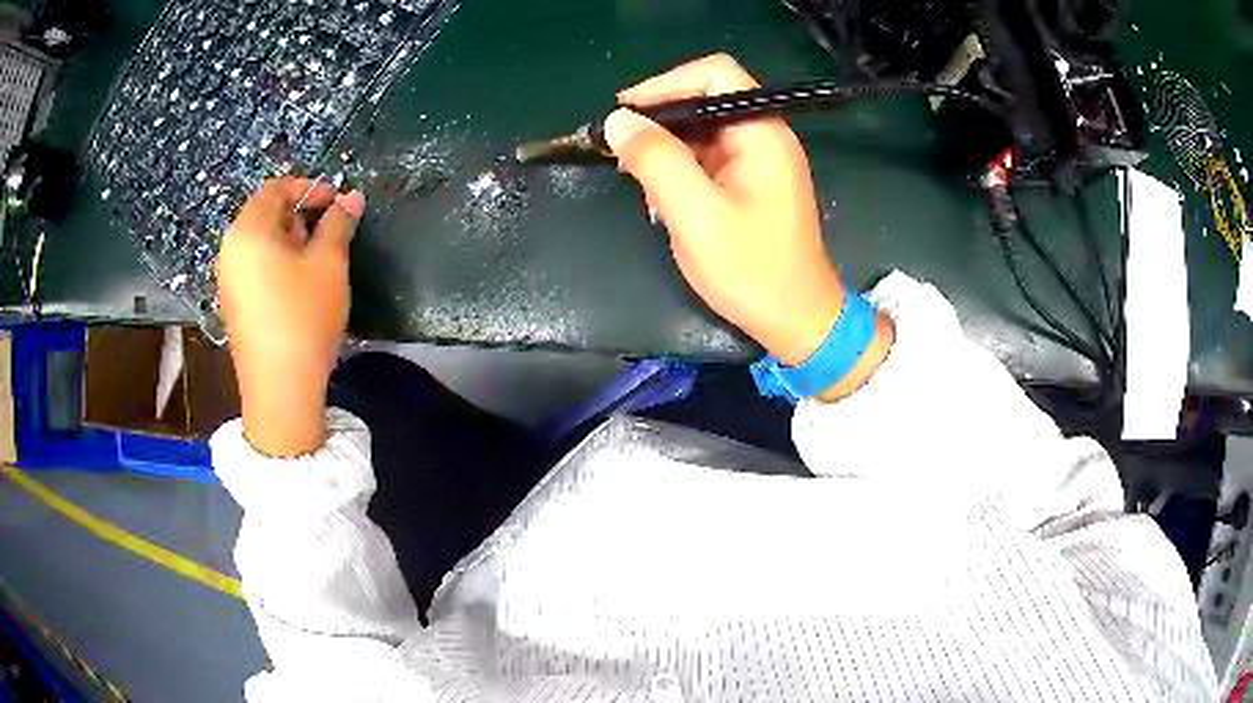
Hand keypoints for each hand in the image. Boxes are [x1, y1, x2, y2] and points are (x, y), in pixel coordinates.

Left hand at [216, 177, 364, 455]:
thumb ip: (339, 223)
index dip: (309, 188)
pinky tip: (297, 286)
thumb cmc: (304, 316)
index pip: (276, 188)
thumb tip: (351, 198)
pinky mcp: (233, 304)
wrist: (280, 389)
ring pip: (260, 242)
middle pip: (264, 214)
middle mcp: (230, 249)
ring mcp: (228, 280)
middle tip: (329, 233)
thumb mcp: (329, 264)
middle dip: (299, 214)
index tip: (337, 203)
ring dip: (289, 240)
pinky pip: (254, 267)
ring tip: (316, 261)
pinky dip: (276, 263)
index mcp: (249, 230)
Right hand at [603, 54, 891, 399]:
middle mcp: (764, 137)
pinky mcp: (751, 184)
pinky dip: (680, 172)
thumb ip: (657, 161)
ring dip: (666, 151)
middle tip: (622, 151)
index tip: (625, 112)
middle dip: (660, 121)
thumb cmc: (752, 270)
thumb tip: (618, 121)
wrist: (797, 320)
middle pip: (705, 100)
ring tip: (640, 184)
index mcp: (761, 133)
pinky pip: (708, 159)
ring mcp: (759, 161)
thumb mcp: (696, 215)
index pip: (715, 73)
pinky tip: (663, 202)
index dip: (666, 83)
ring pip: (702, 132)